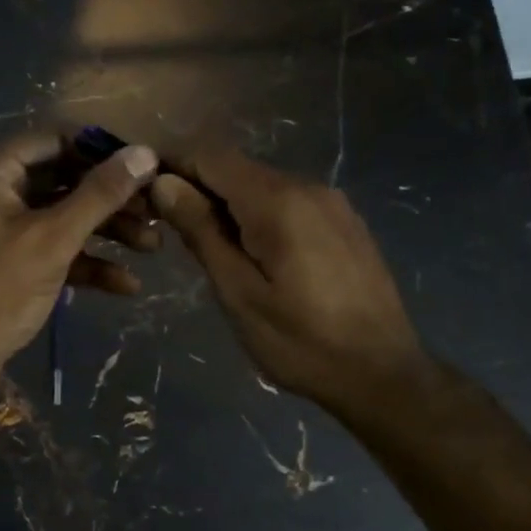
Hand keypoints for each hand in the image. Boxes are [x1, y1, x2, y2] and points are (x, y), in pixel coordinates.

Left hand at [0, 132, 161, 409]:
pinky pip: (51, 249)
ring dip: (105, 232)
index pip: (56, 139)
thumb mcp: (52, 239)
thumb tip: (146, 153)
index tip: (148, 168)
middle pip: (63, 179)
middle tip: (157, 212)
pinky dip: (85, 263)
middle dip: (111, 200)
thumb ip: (100, 195)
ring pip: (61, 217)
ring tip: (153, 247)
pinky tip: (126, 285)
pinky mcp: (7, 263)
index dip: (103, 153)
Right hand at [150, 148, 428, 416]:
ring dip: (229, 206)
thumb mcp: (239, 294)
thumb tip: (164, 183)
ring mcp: (332, 202)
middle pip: (237, 168)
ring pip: (263, 186)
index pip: (211, 156)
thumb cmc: (301, 343)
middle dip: (199, 189)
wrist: (383, 373)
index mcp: (277, 202)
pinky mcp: (345, 221)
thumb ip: (202, 232)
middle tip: (173, 233)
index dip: (173, 166)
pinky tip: (258, 257)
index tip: (147, 196)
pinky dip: (260, 216)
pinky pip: (289, 202)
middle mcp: (307, 187)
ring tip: (214, 251)